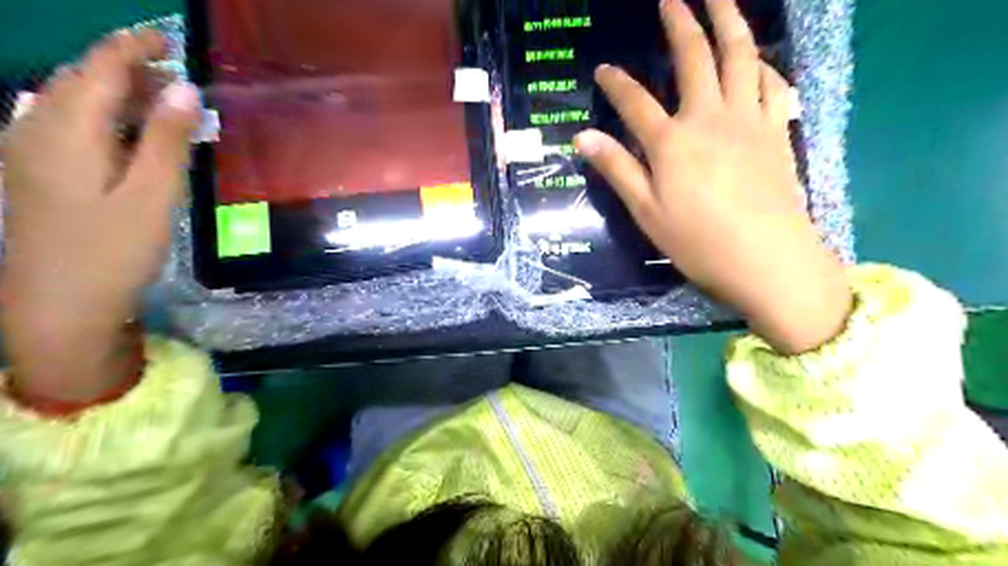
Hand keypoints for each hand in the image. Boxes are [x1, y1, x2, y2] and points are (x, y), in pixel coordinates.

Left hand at [0, 28, 200, 402]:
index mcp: (66, 131)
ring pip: (72, 102)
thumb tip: (184, 89)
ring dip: (117, 95)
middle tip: (178, 79)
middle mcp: (36, 130)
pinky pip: (69, 126)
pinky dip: (106, 119)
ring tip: (164, 105)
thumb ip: (168, 140)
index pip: (97, 68)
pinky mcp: (36, 174)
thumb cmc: (113, 250)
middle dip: (126, 69)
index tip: (169, 39)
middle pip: (79, 80)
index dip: (131, 46)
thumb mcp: (152, 196)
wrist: (58, 304)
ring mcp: (29, 152)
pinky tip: (132, 137)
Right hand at [574, 0, 848, 354]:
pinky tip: (757, 58)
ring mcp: (749, 120)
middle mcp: (709, 118)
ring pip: (741, 56)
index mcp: (672, 142)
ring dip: (729, 21)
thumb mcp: (646, 211)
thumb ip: (617, 169)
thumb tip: (582, 137)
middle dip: (680, 23)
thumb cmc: (698, 242)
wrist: (767, 259)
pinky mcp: (777, 131)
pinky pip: (773, 83)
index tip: (603, 70)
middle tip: (671, 0)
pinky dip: (764, 63)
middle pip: (695, 58)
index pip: (635, 101)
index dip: (616, 84)